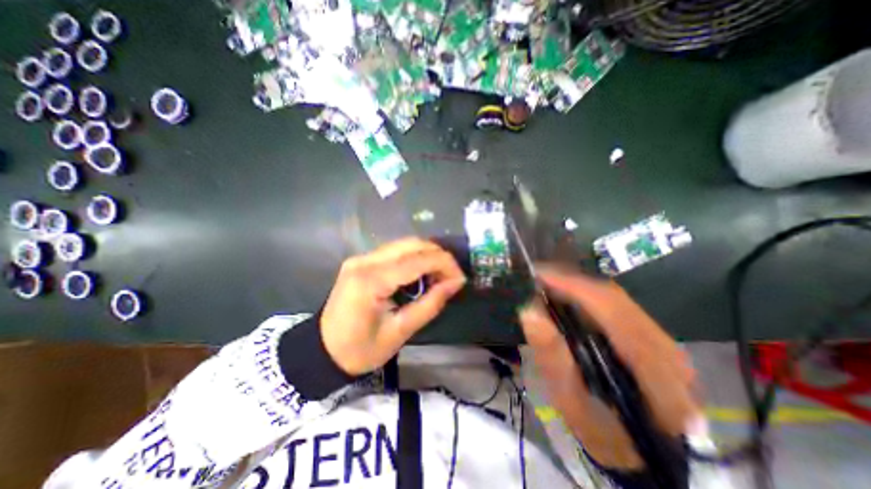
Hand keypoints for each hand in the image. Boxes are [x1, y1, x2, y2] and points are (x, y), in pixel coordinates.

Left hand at [321, 239, 470, 375]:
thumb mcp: (400, 331)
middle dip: (438, 256)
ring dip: (427, 255)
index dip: (444, 264)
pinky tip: (421, 273)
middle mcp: (365, 261)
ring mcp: (361, 258)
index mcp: (371, 281)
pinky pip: (395, 251)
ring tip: (440, 275)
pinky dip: (414, 258)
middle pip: (411, 244)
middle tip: (452, 276)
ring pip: (404, 244)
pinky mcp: (362, 261)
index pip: (416, 260)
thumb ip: (430, 304)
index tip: (461, 278)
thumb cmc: (361, 349)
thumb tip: (454, 283)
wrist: (322, 350)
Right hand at [520, 267, 699, 470]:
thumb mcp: (571, 401)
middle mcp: (665, 348)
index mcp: (652, 370)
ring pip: (616, 297)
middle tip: (538, 276)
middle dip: (572, 281)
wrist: (638, 450)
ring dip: (579, 286)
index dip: (573, 287)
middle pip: (614, 297)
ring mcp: (664, 340)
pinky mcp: (654, 337)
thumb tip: (529, 311)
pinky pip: (618, 305)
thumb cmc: (602, 431)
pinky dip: (589, 295)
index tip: (539, 275)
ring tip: (549, 283)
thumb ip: (552, 356)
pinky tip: (569, 296)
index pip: (612, 311)